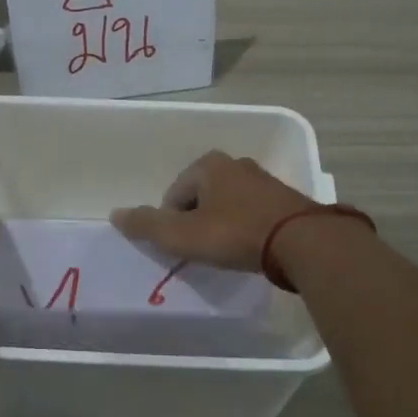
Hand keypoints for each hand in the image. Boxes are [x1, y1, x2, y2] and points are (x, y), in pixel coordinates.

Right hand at [110, 150, 316, 271]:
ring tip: (226, 252)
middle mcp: (235, 164)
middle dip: (196, 222)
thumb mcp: (182, 234)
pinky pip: (252, 212)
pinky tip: (250, 248)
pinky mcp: (284, 198)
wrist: (301, 241)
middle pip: (200, 198)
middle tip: (202, 251)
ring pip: (227, 204)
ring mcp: (263, 179)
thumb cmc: (235, 234)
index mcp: (208, 165)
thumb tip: (115, 214)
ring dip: (221, 225)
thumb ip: (147, 225)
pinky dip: (245, 228)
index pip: (174, 195)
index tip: (183, 248)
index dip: (171, 224)